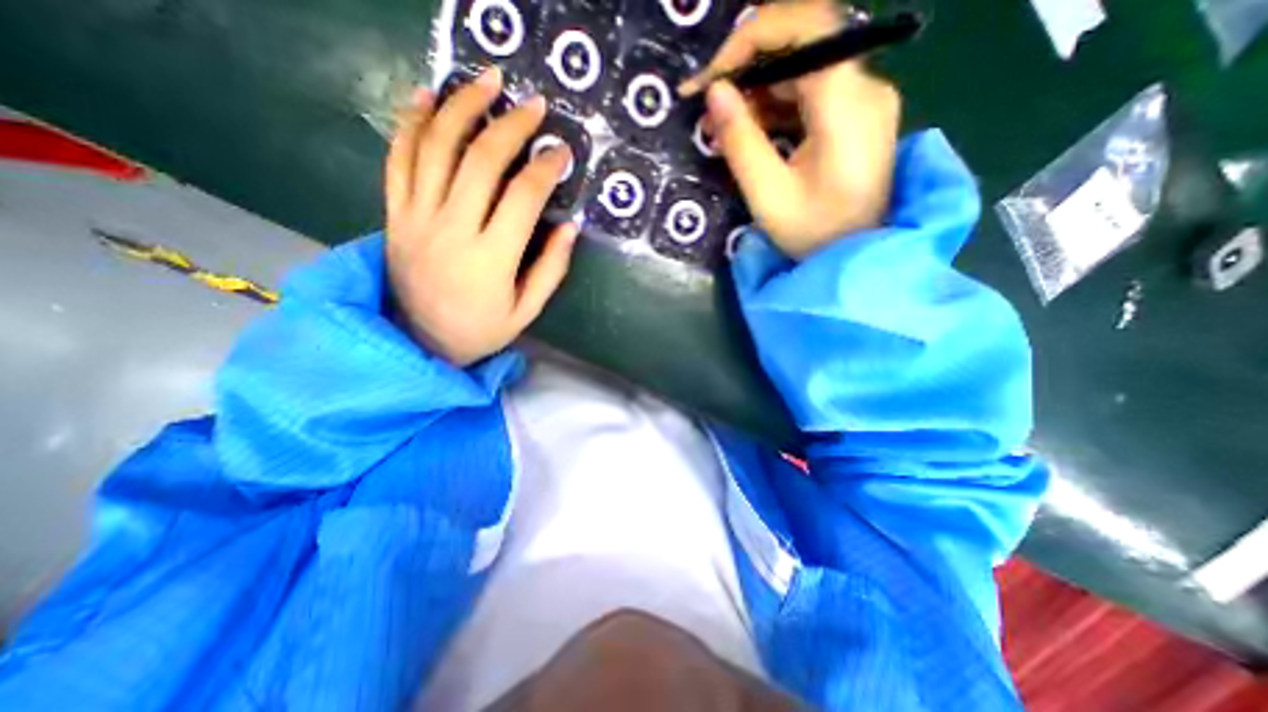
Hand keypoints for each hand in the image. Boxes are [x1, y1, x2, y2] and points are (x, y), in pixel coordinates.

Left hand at [385, 66, 578, 365]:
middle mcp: (452, 230)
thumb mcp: (527, 310)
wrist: (421, 341)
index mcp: (491, 259)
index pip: (522, 198)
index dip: (545, 169)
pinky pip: (398, 159)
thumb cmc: (482, 329)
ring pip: (436, 147)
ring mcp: (417, 218)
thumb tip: (572, 227)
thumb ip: (551, 269)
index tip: (561, 152)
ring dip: (462, 107)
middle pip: (481, 161)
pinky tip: (428, 98)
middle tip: (533, 104)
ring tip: (486, 82)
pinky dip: (412, 123)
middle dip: (510, 125)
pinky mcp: (395, 214)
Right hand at [683, 1, 899, 261]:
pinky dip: (774, 107)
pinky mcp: (854, 117)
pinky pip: (809, 94)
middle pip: (802, 46)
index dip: (750, 39)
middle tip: (708, 110)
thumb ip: (741, 140)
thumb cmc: (813, 234)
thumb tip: (715, 92)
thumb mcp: (767, 193)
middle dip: (747, 71)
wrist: (855, 256)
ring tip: (722, 129)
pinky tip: (750, 132)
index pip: (805, 26)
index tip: (711, 78)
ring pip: (802, 70)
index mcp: (847, 103)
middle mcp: (864, 87)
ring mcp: (862, 100)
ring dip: (756, 92)